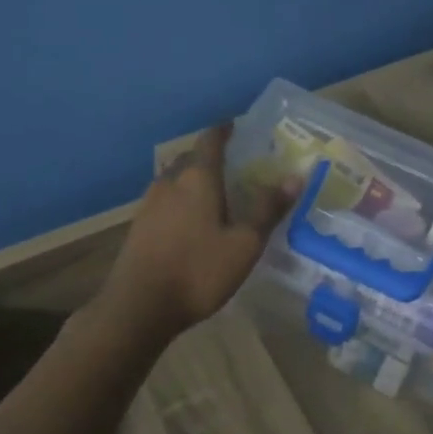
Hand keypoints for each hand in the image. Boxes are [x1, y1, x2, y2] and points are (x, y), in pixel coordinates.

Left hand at [100, 123, 294, 335]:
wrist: (139, 306)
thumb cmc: (198, 270)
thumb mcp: (244, 244)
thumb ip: (267, 209)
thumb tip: (294, 177)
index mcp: (197, 178)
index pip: (211, 140)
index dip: (224, 131)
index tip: (236, 127)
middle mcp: (170, 181)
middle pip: (191, 158)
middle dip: (211, 156)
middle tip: (234, 165)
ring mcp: (149, 203)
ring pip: (175, 179)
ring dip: (193, 179)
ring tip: (214, 192)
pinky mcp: (139, 225)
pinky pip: (164, 200)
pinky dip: (181, 200)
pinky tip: (191, 220)